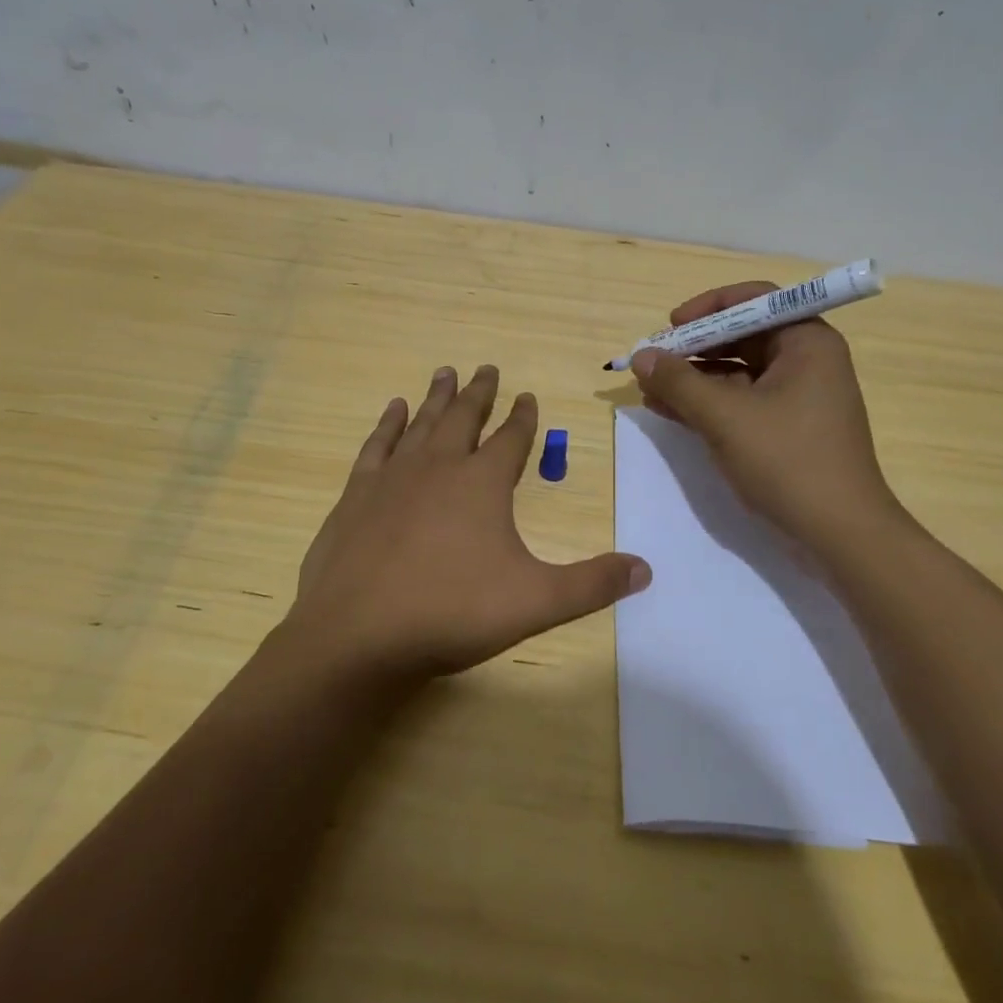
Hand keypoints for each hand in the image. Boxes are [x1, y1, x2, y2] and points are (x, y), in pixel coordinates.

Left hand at [285, 365, 650, 685]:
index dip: (523, 416)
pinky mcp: (356, 494)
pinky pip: (376, 445)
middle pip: (464, 417)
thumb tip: (646, 569)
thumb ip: (592, 584)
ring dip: (436, 397)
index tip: (527, 395)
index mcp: (482, 483)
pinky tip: (392, 409)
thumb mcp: (536, 602)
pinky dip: (387, 424)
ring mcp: (393, 477)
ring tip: (445, 372)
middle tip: (487, 367)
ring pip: (421, 423)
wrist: (357, 635)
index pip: (511, 437)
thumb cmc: (451, 613)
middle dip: (479, 392)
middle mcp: (439, 466)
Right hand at [630, 281, 900, 549]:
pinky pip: (741, 401)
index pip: (754, 299)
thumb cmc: (788, 461)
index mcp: (806, 342)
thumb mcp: (725, 417)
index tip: (671, 326)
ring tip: (649, 389)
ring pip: (737, 371)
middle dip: (694, 347)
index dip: (708, 307)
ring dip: (693, 378)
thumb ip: (679, 382)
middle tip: (653, 361)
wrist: (840, 535)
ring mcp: (797, 397)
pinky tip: (669, 410)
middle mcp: (806, 361)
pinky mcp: (787, 428)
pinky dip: (707, 403)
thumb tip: (640, 356)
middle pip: (742, 335)